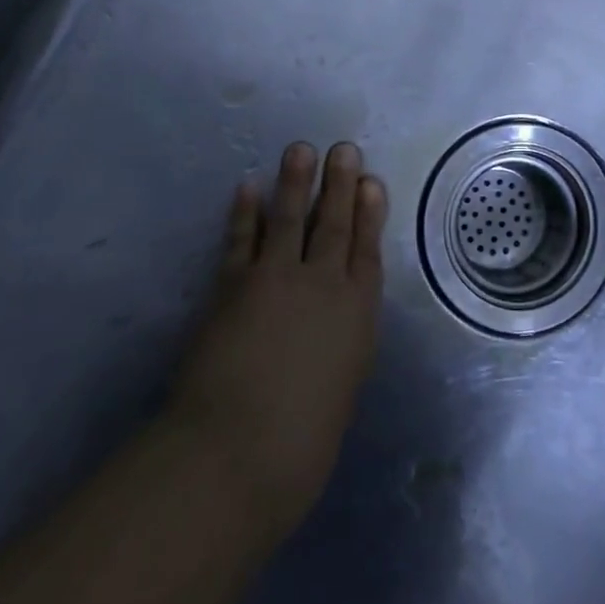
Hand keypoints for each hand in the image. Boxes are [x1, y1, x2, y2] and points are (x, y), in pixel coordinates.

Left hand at [161, 142, 387, 539]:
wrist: (236, 453)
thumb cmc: (301, 442)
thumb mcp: (341, 387)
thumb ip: (339, 345)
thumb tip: (333, 324)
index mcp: (355, 314)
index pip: (366, 251)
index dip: (370, 214)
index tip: (371, 183)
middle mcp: (321, 285)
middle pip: (334, 225)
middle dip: (340, 185)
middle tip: (343, 150)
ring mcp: (275, 279)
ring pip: (290, 219)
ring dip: (295, 183)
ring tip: (301, 150)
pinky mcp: (232, 285)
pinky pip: (240, 239)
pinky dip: (244, 212)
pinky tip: (247, 188)